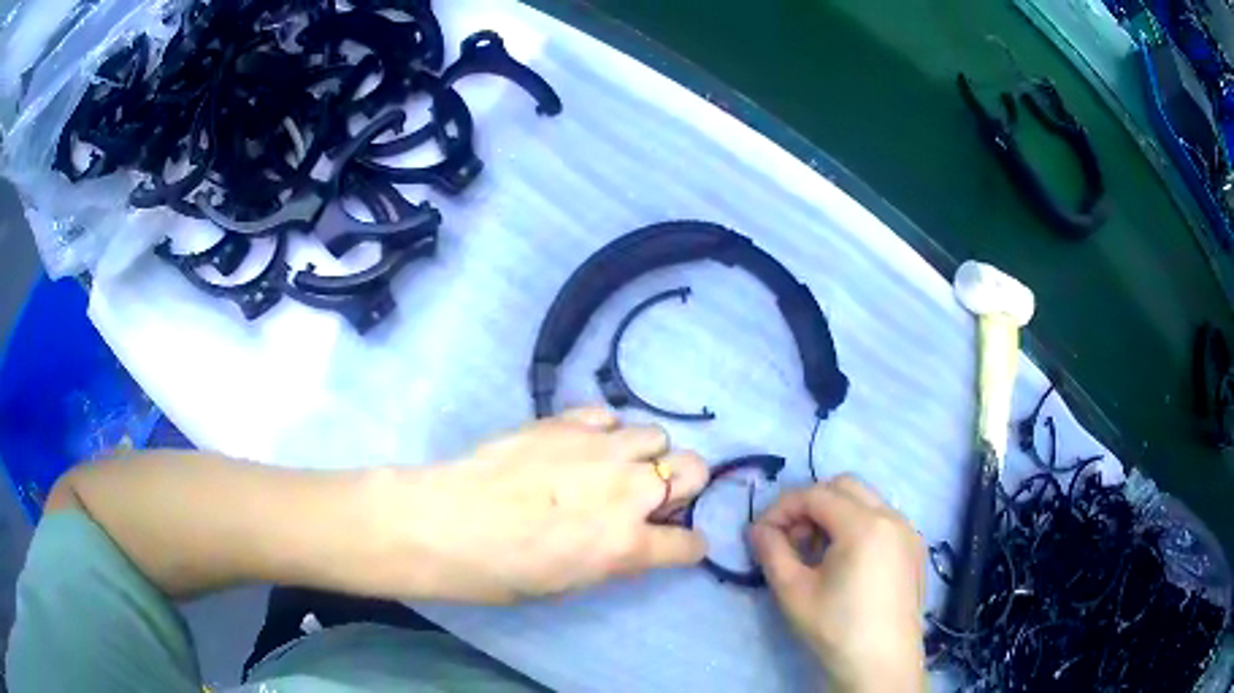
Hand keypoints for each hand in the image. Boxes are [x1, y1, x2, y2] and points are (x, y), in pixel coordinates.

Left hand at [400, 407, 709, 603]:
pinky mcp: (565, 422)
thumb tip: (631, 541)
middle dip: (684, 485)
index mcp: (626, 545)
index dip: (689, 546)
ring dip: (645, 455)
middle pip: (694, 468)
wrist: (445, 522)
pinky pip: (607, 416)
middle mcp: (626, 491)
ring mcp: (598, 449)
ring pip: (656, 434)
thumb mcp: (568, 585)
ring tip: (613, 467)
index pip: (689, 543)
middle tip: (652, 498)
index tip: (679, 545)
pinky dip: (604, 432)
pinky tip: (580, 447)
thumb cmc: (500, 571)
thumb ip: (613, 559)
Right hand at [751, 475, 925, 692]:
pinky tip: (845, 562)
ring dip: (835, 514)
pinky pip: (883, 520)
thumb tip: (757, 530)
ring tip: (816, 553)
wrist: (881, 664)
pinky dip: (858, 526)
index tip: (761, 533)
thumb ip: (772, 552)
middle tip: (791, 539)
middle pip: (844, 486)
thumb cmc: (836, 629)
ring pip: (866, 501)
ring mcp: (909, 531)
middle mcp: (892, 517)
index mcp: (865, 525)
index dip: (782, 508)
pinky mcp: (915, 549)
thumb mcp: (793, 592)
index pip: (815, 495)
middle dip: (811, 504)